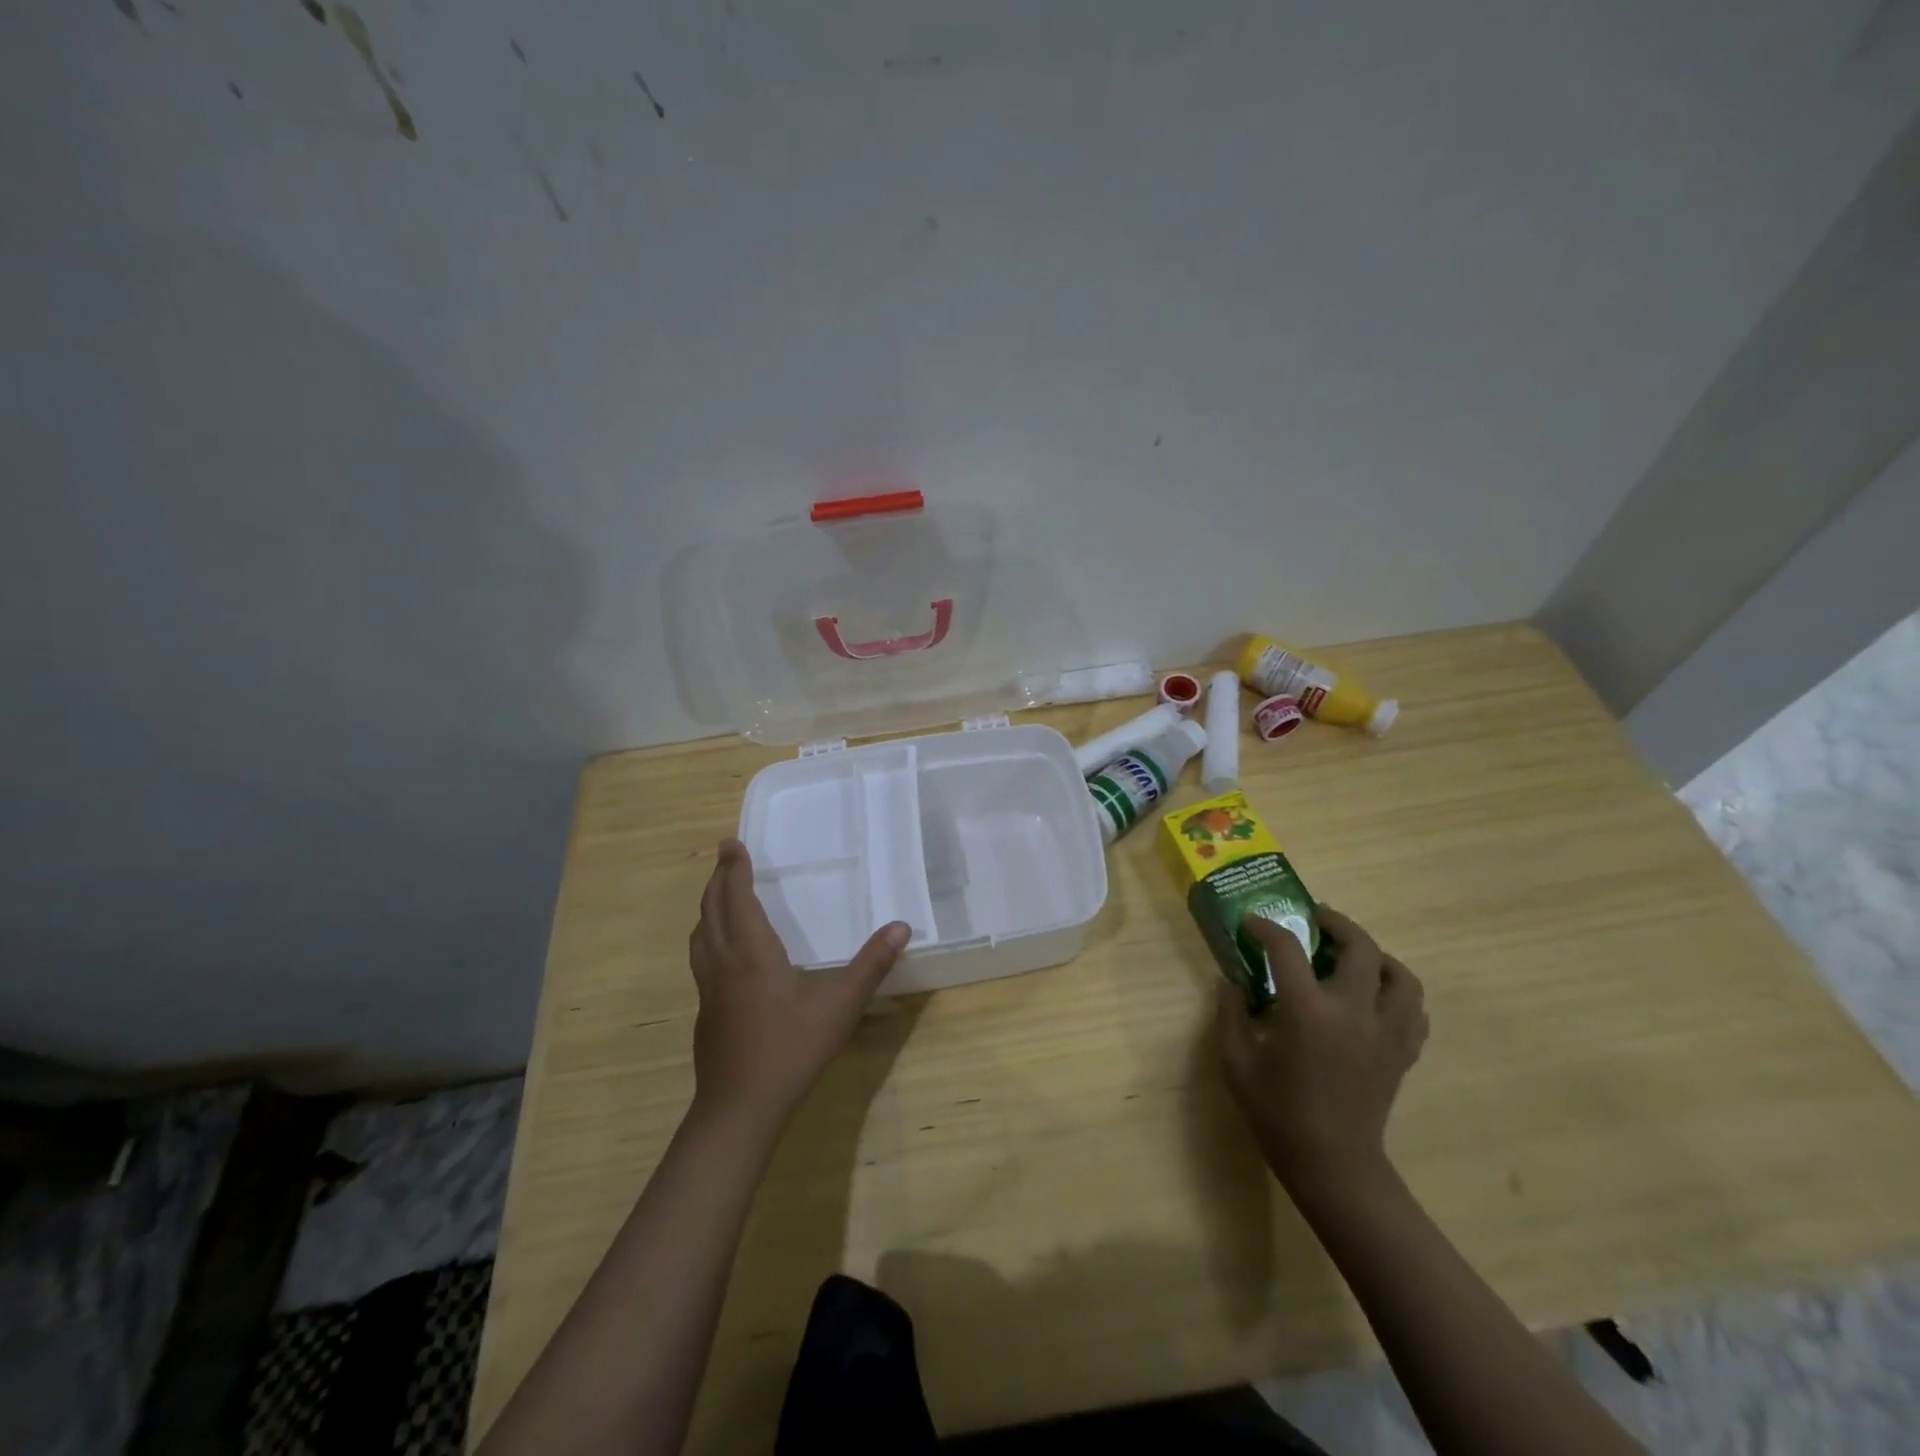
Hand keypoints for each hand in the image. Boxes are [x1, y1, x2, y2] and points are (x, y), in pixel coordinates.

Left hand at [688, 839, 909, 1133]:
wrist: (739, 1108)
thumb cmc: (790, 1050)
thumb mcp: (840, 1006)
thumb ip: (870, 965)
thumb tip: (900, 927)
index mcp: (752, 953)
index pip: (737, 898)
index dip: (734, 869)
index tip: (731, 843)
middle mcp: (723, 962)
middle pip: (712, 910)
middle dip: (718, 880)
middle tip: (726, 857)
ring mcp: (708, 988)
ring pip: (700, 935)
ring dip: (709, 907)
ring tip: (720, 896)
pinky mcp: (705, 1010)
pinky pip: (701, 957)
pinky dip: (709, 935)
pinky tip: (724, 951)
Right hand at [1216, 906, 1427, 1198]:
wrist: (1333, 1166)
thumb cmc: (1278, 1114)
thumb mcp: (1236, 1063)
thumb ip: (1230, 1014)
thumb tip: (1231, 980)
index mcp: (1307, 1011)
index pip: (1287, 949)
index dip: (1265, 928)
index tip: (1251, 923)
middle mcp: (1353, 1012)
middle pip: (1360, 947)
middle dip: (1335, 923)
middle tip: (1313, 919)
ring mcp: (1385, 1032)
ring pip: (1400, 975)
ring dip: (1376, 955)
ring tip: (1352, 954)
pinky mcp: (1402, 1053)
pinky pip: (1413, 1009)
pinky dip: (1397, 991)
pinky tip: (1374, 995)